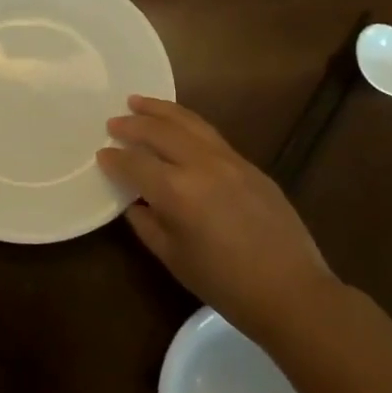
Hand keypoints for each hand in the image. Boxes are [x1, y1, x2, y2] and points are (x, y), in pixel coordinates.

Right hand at [97, 96, 337, 345]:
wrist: (291, 291)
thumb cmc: (225, 284)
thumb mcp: (174, 258)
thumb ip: (148, 223)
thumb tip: (135, 202)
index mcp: (177, 191)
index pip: (135, 163)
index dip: (115, 159)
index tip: (101, 154)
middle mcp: (201, 165)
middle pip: (160, 131)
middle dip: (133, 124)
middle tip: (114, 121)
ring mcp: (229, 160)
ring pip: (189, 122)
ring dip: (161, 110)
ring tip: (140, 102)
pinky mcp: (250, 165)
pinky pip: (211, 134)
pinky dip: (188, 124)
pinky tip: (179, 127)